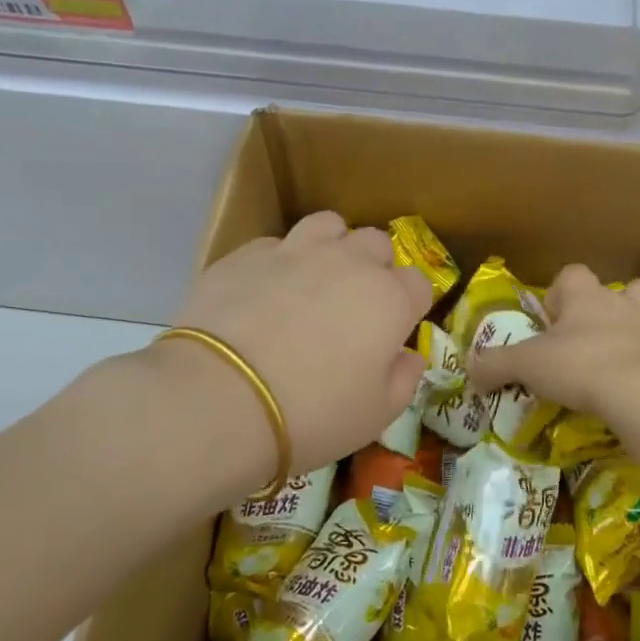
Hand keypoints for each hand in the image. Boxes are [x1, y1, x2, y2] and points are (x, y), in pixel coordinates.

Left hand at [167, 211, 433, 478]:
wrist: (220, 399)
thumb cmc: (312, 414)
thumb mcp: (375, 415)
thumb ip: (403, 379)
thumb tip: (409, 356)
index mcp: (389, 299)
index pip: (418, 283)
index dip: (409, 306)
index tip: (394, 331)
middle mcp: (348, 262)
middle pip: (377, 243)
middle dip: (374, 267)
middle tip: (355, 305)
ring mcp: (295, 251)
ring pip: (328, 225)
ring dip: (331, 246)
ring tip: (314, 279)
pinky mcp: (247, 254)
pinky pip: (275, 244)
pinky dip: (279, 262)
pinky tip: (264, 292)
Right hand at [466, 263, 639, 419]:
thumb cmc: (579, 367)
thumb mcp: (526, 365)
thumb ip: (494, 365)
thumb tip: (469, 372)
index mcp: (587, 298)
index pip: (573, 274)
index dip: (560, 294)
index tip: (552, 321)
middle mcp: (625, 307)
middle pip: (628, 288)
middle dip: (616, 304)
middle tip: (596, 335)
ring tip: (635, 353)